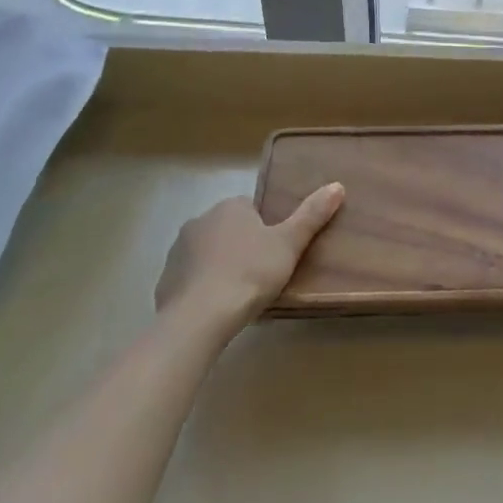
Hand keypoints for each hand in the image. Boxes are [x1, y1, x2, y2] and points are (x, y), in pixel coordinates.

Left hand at [154, 184, 343, 337]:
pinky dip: (202, 288)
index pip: (252, 210)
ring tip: (240, 294)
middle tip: (263, 274)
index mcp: (230, 207)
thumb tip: (338, 185)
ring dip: (221, 267)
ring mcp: (178, 251)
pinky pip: (191, 279)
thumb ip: (312, 215)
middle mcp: (199, 221)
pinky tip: (216, 308)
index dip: (266, 230)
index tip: (276, 253)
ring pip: (208, 254)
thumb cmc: (250, 273)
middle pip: (229, 230)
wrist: (199, 317)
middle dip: (243, 247)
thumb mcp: (289, 243)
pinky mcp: (165, 281)